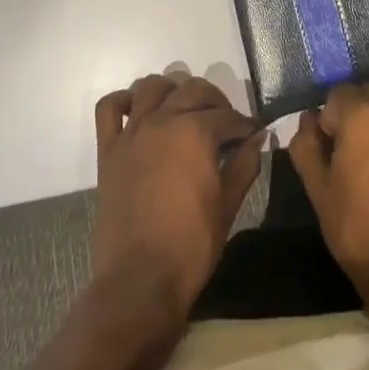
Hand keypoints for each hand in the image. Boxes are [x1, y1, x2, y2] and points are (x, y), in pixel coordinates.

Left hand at [92, 73, 263, 314]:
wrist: (139, 283)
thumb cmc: (190, 246)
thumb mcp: (228, 205)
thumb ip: (245, 164)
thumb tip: (260, 138)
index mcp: (195, 132)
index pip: (227, 116)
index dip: (244, 125)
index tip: (253, 134)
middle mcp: (162, 120)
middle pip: (193, 90)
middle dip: (215, 100)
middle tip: (226, 122)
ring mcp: (132, 132)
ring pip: (151, 86)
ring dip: (172, 90)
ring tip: (184, 109)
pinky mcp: (108, 150)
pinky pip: (109, 108)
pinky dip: (123, 100)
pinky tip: (138, 111)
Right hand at [287, 84, 368, 301]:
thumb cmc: (356, 229)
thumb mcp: (317, 189)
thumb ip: (305, 144)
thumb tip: (308, 119)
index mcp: (360, 115)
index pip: (336, 94)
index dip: (330, 121)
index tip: (332, 150)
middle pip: (368, 96)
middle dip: (357, 117)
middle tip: (355, 157)